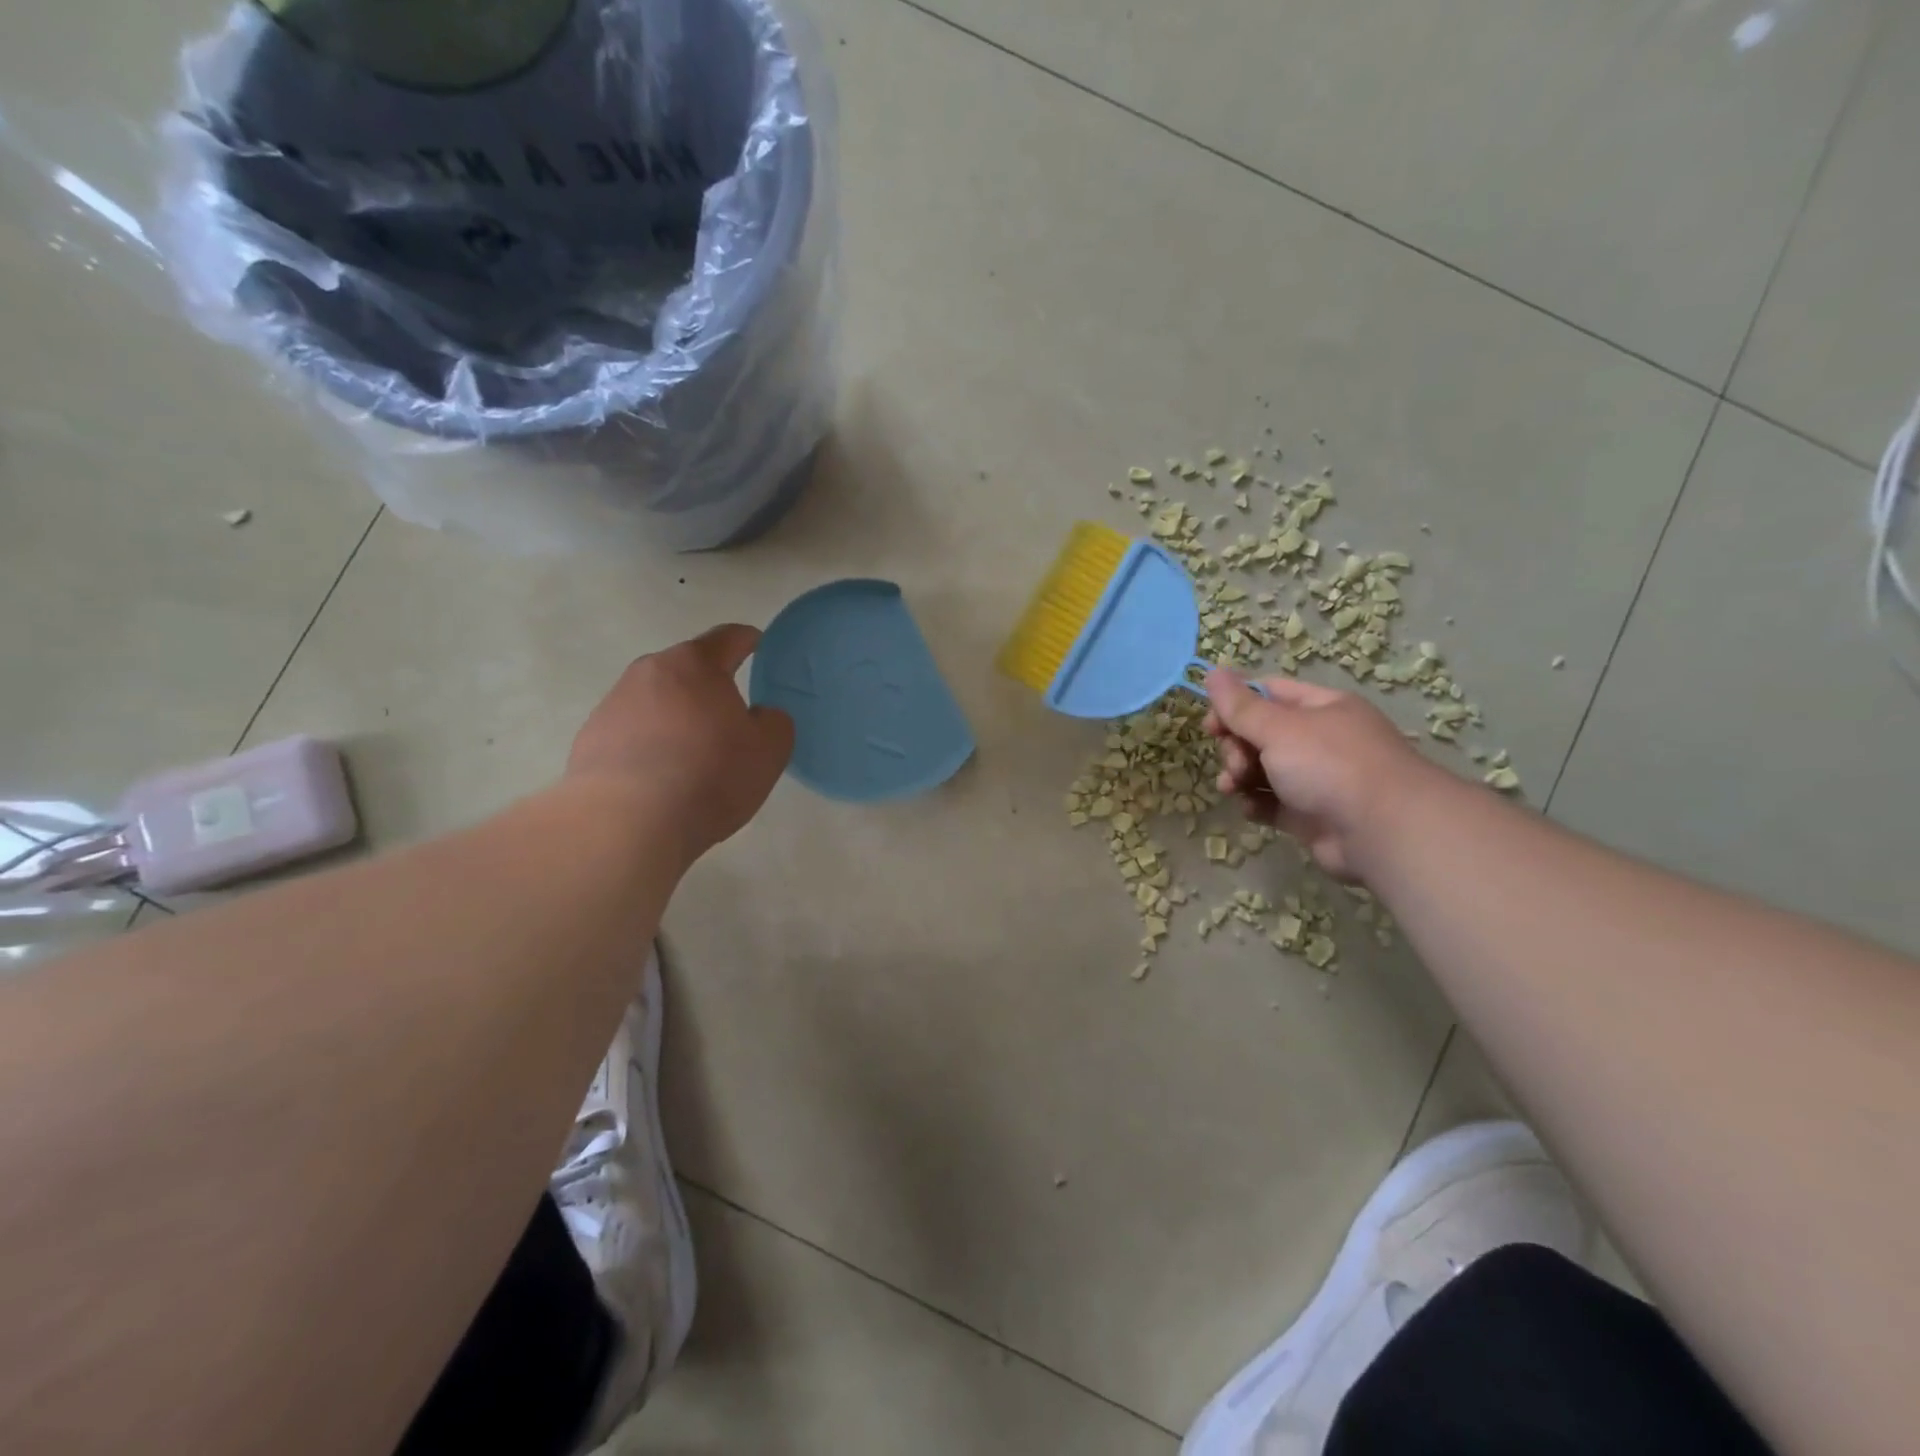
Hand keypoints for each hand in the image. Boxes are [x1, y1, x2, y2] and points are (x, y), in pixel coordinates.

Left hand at [568, 625, 794, 862]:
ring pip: (656, 701)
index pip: (728, 638)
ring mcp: (613, 703)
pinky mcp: (591, 738)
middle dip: (709, 686)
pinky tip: (660, 779)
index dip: (748, 640)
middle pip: (687, 669)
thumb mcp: (769, 750)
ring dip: (676, 717)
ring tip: (692, 756)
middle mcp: (649, 672)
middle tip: (729, 717)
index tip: (758, 646)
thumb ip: (773, 721)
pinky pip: (631, 732)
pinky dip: (649, 745)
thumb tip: (757, 715)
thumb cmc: (709, 775)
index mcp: (696, 665)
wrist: (626, 822)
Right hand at [1204, 669, 1436, 880]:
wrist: (1382, 831)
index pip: (1269, 694)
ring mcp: (1316, 779)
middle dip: (1236, 748)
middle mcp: (1320, 740)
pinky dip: (1257, 804)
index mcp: (1321, 708)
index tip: (1210, 725)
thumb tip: (1212, 672)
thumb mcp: (1279, 728)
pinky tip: (1250, 809)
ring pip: (1263, 770)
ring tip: (1232, 788)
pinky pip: (1272, 803)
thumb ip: (1240, 706)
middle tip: (1235, 764)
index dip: (1235, 705)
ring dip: (1239, 776)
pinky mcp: (1310, 815)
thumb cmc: (1330, 765)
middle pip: (1261, 734)